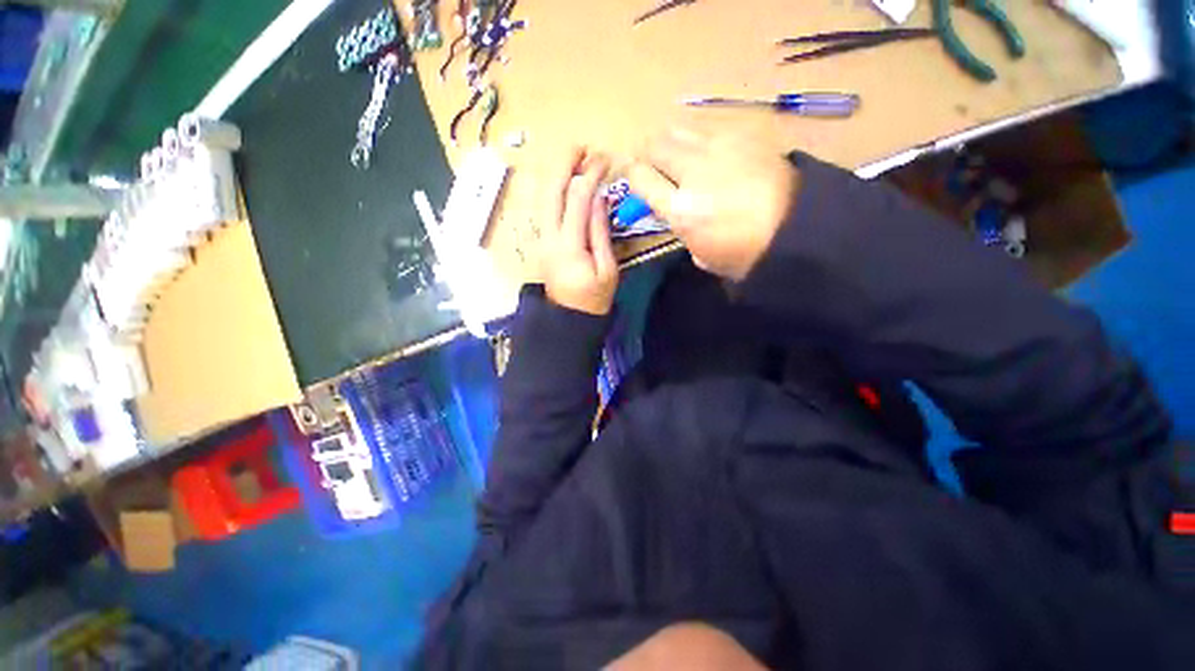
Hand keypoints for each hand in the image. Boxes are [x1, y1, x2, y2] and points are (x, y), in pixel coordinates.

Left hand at [540, 148, 619, 315]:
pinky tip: (564, 180)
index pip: (578, 198)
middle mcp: (549, 236)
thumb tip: (600, 197)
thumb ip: (601, 232)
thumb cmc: (593, 298)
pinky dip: (553, 188)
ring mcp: (541, 238)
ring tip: (574, 158)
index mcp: (569, 245)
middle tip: (582, 147)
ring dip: (556, 173)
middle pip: (551, 190)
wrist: (568, 318)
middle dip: (564, 163)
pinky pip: (544, 207)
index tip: (605, 160)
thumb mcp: (607, 269)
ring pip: (543, 196)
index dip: (590, 175)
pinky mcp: (541, 240)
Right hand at [627, 128, 799, 280]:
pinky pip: (707, 128)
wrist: (797, 230)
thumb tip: (674, 209)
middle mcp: (694, 173)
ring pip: (678, 128)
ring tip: (679, 156)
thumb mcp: (699, 255)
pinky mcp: (743, 134)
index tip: (636, 179)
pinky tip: (710, 153)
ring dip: (671, 142)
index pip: (639, 177)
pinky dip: (699, 139)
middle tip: (653, 164)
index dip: (633, 175)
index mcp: (681, 210)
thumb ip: (679, 228)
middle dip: (647, 154)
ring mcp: (719, 148)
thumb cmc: (743, 254)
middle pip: (654, 145)